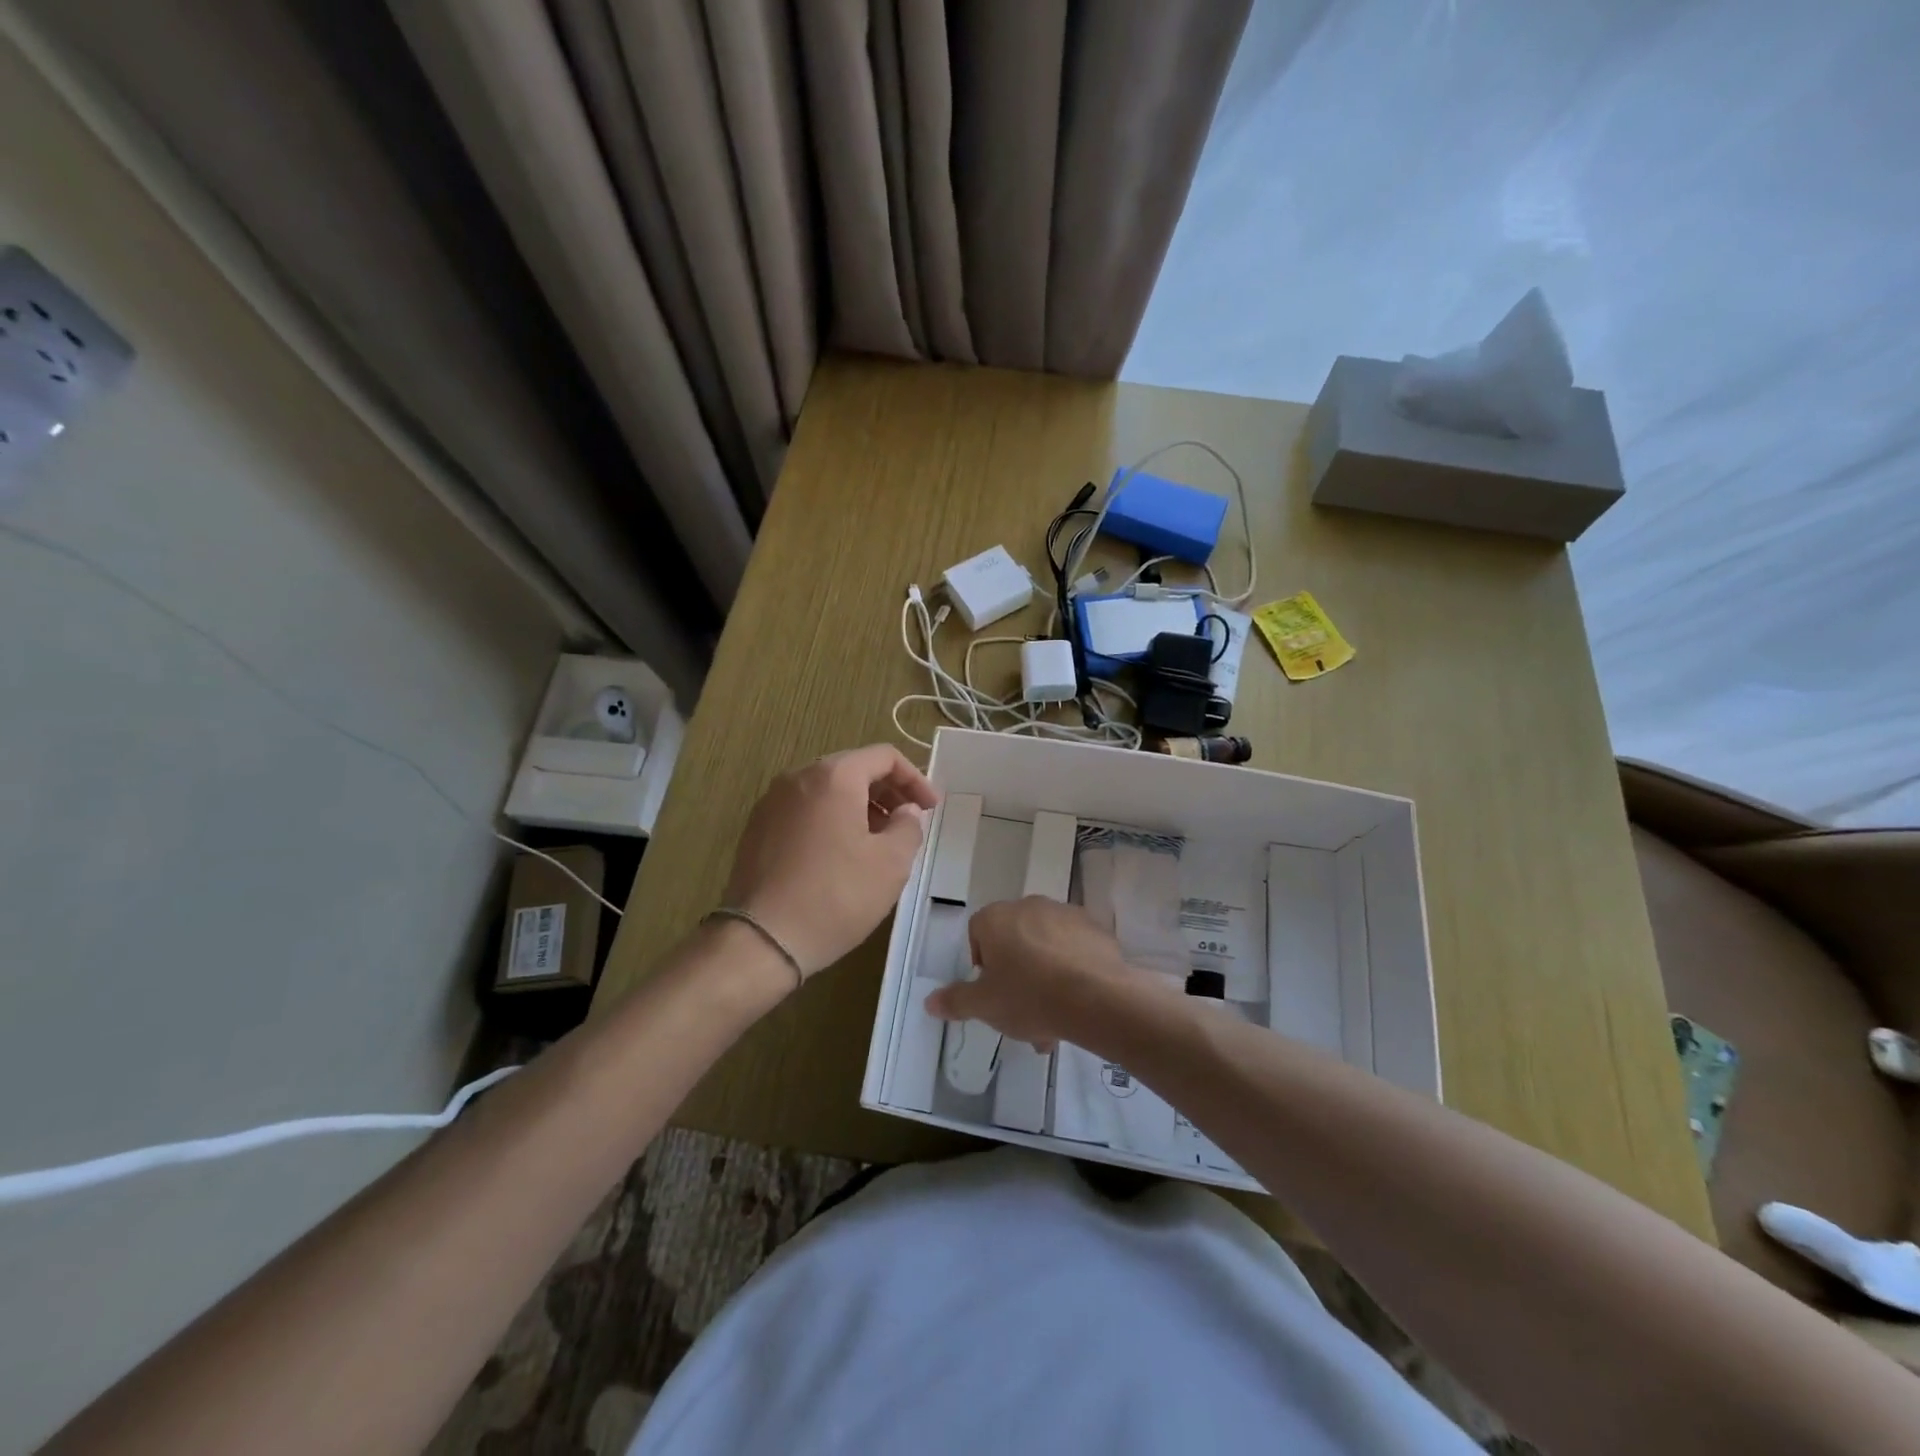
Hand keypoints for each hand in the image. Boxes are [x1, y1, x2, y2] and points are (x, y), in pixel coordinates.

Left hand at [723, 744, 938, 977]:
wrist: (761, 939)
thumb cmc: (836, 896)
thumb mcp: (890, 864)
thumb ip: (908, 827)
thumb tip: (906, 812)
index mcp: (833, 776)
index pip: (884, 756)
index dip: (915, 778)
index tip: (931, 808)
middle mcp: (798, 777)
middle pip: (853, 768)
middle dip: (887, 791)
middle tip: (908, 822)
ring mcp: (772, 802)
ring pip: (826, 789)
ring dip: (859, 806)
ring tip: (879, 840)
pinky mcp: (757, 828)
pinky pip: (804, 809)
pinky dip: (831, 819)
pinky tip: (842, 854)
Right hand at [925, 897, 1144, 1048]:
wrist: (1096, 998)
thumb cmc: (1028, 996)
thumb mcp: (984, 1006)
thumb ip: (955, 1001)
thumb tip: (929, 1001)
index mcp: (996, 918)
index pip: (978, 932)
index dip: (982, 963)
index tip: (991, 991)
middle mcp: (1029, 906)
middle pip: (1015, 939)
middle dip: (1017, 973)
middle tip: (1023, 1011)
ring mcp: (1065, 914)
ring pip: (1046, 946)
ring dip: (1045, 974)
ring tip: (1054, 1018)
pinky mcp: (1095, 929)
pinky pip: (1075, 949)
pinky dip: (1072, 969)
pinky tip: (1077, 1003)